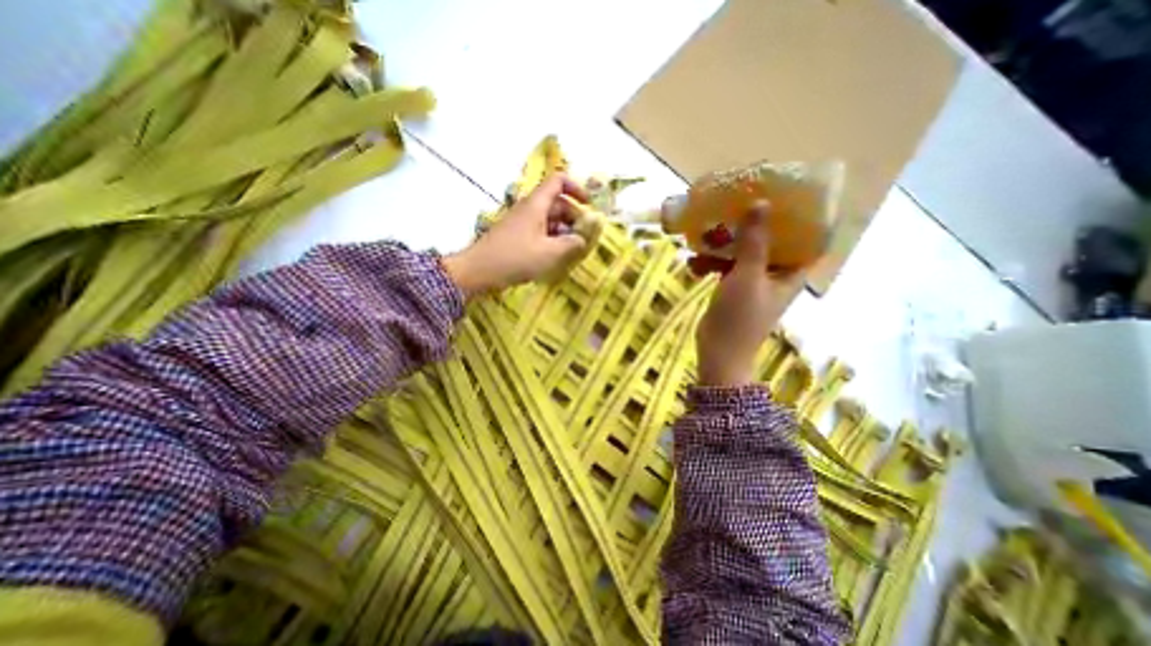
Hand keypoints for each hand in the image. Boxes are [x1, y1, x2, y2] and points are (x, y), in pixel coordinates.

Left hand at [441, 175, 592, 297]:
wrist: (478, 271)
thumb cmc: (515, 258)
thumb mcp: (549, 253)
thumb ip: (571, 244)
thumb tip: (583, 239)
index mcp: (536, 204)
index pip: (558, 181)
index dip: (576, 188)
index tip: (589, 205)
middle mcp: (529, 208)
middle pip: (557, 202)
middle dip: (574, 216)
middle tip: (584, 236)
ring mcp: (521, 221)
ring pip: (549, 218)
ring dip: (564, 229)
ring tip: (572, 249)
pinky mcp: (517, 235)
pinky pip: (540, 229)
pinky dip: (552, 238)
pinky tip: (556, 255)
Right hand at [697, 200, 802, 389]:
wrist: (718, 352)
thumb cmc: (739, 316)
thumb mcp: (747, 275)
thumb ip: (755, 241)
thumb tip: (762, 203)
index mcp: (789, 273)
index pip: (804, 240)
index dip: (799, 219)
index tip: (783, 198)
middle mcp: (774, 276)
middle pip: (768, 244)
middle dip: (751, 228)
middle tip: (734, 209)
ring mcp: (752, 283)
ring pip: (742, 255)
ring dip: (723, 247)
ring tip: (701, 241)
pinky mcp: (732, 290)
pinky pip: (724, 269)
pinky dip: (711, 264)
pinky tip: (692, 264)